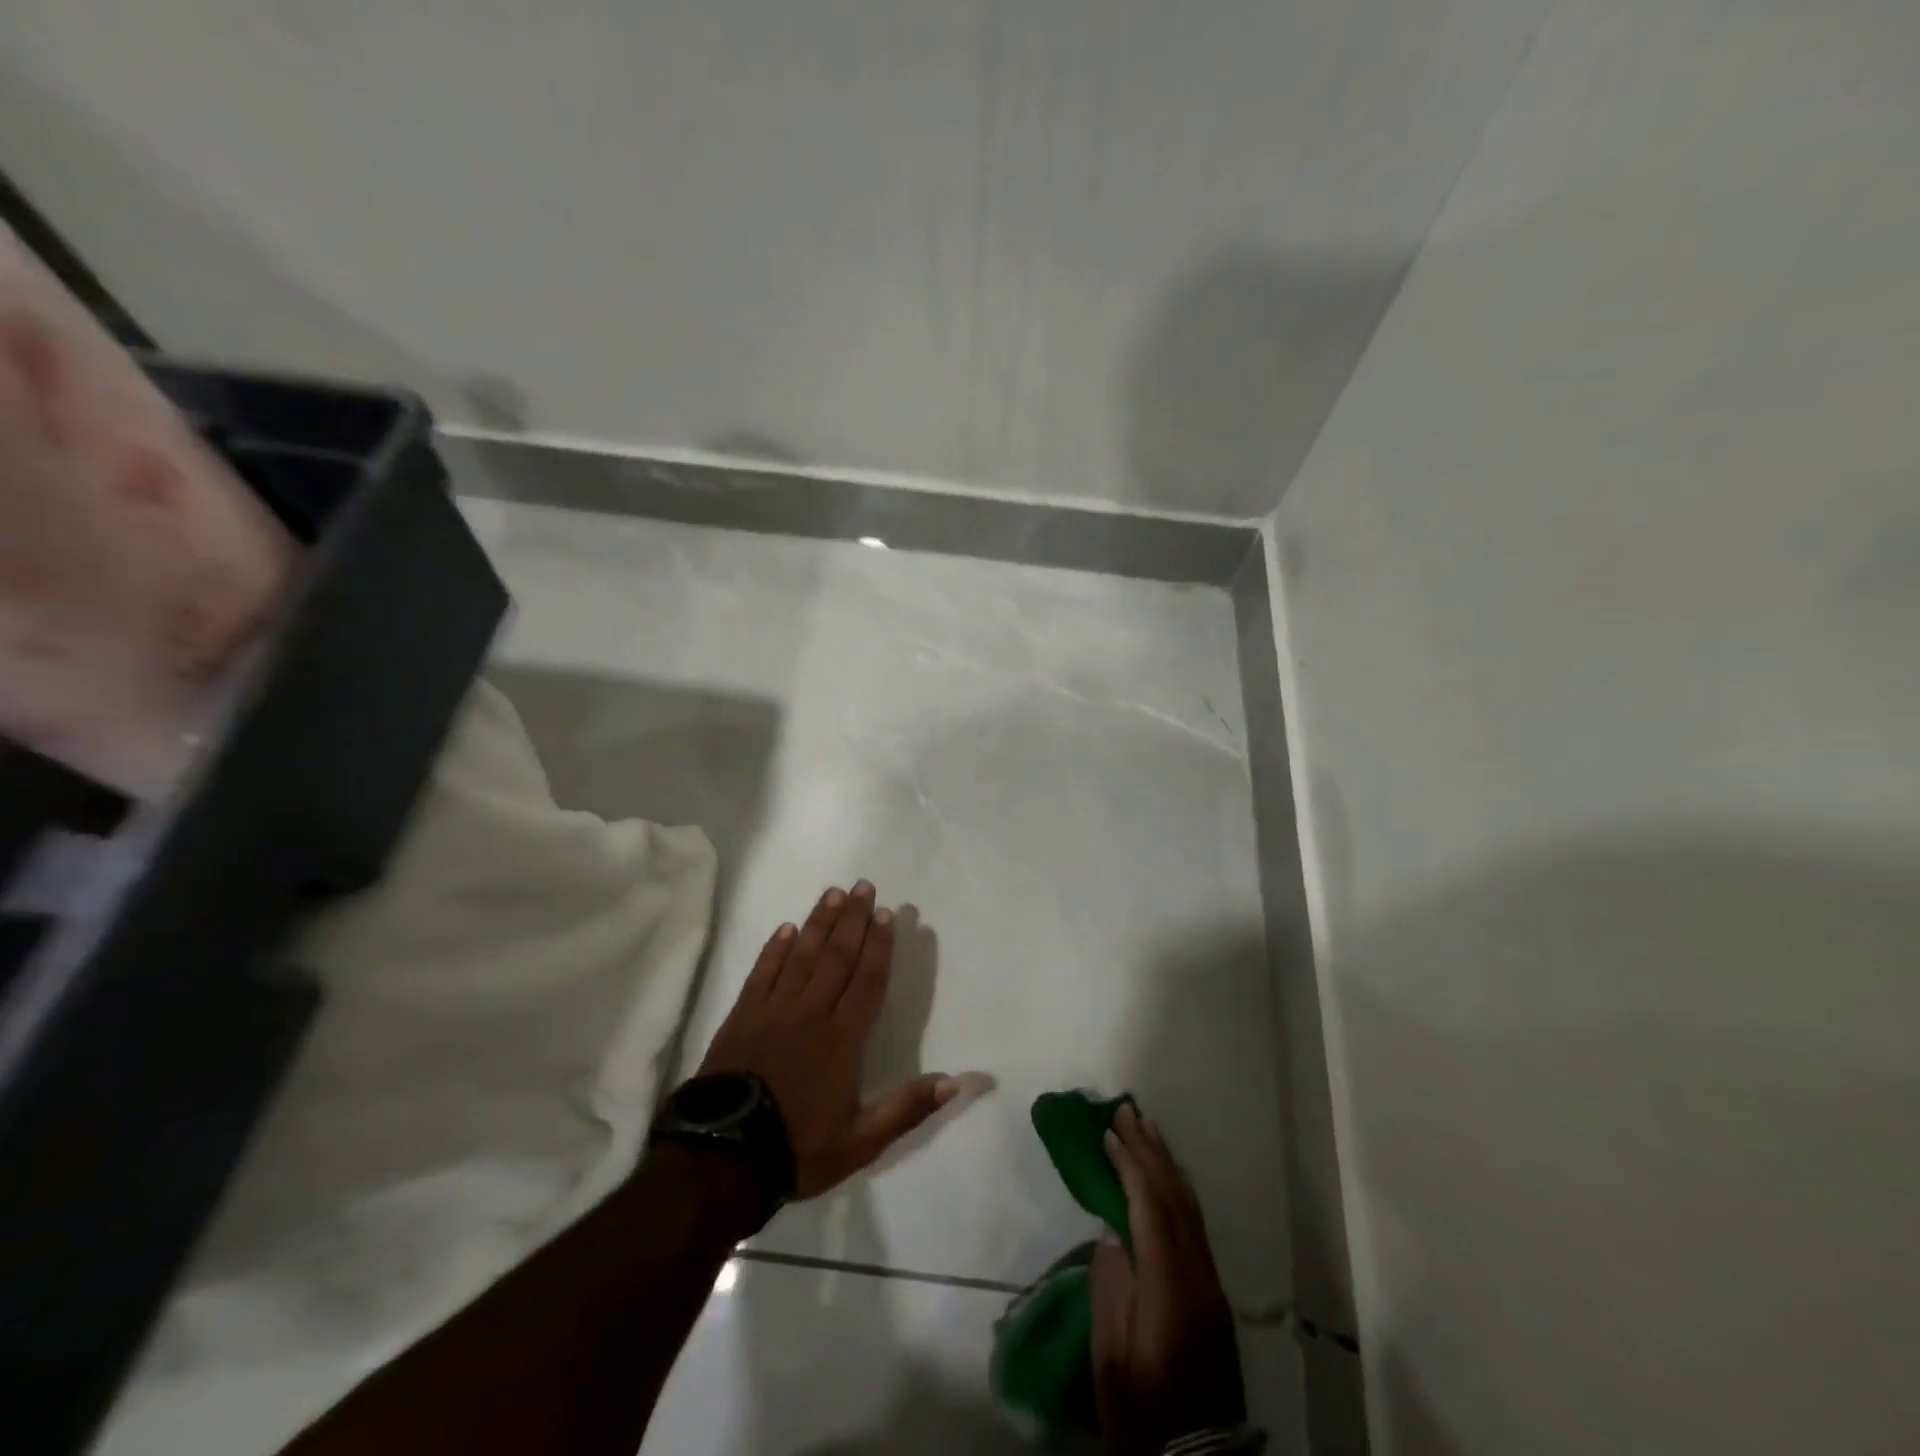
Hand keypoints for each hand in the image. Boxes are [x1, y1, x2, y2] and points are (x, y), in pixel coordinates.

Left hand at [699, 881, 959, 1198]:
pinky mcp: (742, 1015)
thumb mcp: (862, 1142)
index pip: (867, 979)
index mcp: (842, 1037)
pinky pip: (762, 972)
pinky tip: (785, 928)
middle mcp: (810, 1012)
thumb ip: (908, 1108)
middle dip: (853, 920)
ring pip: (801, 955)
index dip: (879, 945)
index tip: (887, 914)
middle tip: (863, 887)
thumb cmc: (797, 1147)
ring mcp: (773, 1010)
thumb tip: (956, 1082)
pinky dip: (774, 949)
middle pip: (836, 956)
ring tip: (833, 894)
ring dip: (818, 923)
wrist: (723, 1159)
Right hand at [1092, 1105, 1246, 1454]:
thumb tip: (1111, 1232)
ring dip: (1166, 1163)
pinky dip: (1177, 1188)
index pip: (1150, 1210)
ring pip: (1189, 1207)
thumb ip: (1110, 1288)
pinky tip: (1166, 1175)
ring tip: (1147, 1129)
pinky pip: (1194, 1223)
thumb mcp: (1110, 1358)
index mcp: (1169, 1289)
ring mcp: (1210, 1282)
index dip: (1130, 1166)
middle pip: (1174, 1199)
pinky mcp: (1213, 1291)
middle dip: (1149, 1151)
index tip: (1108, 1133)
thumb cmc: (1140, 1410)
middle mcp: (1197, 1276)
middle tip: (1127, 1111)